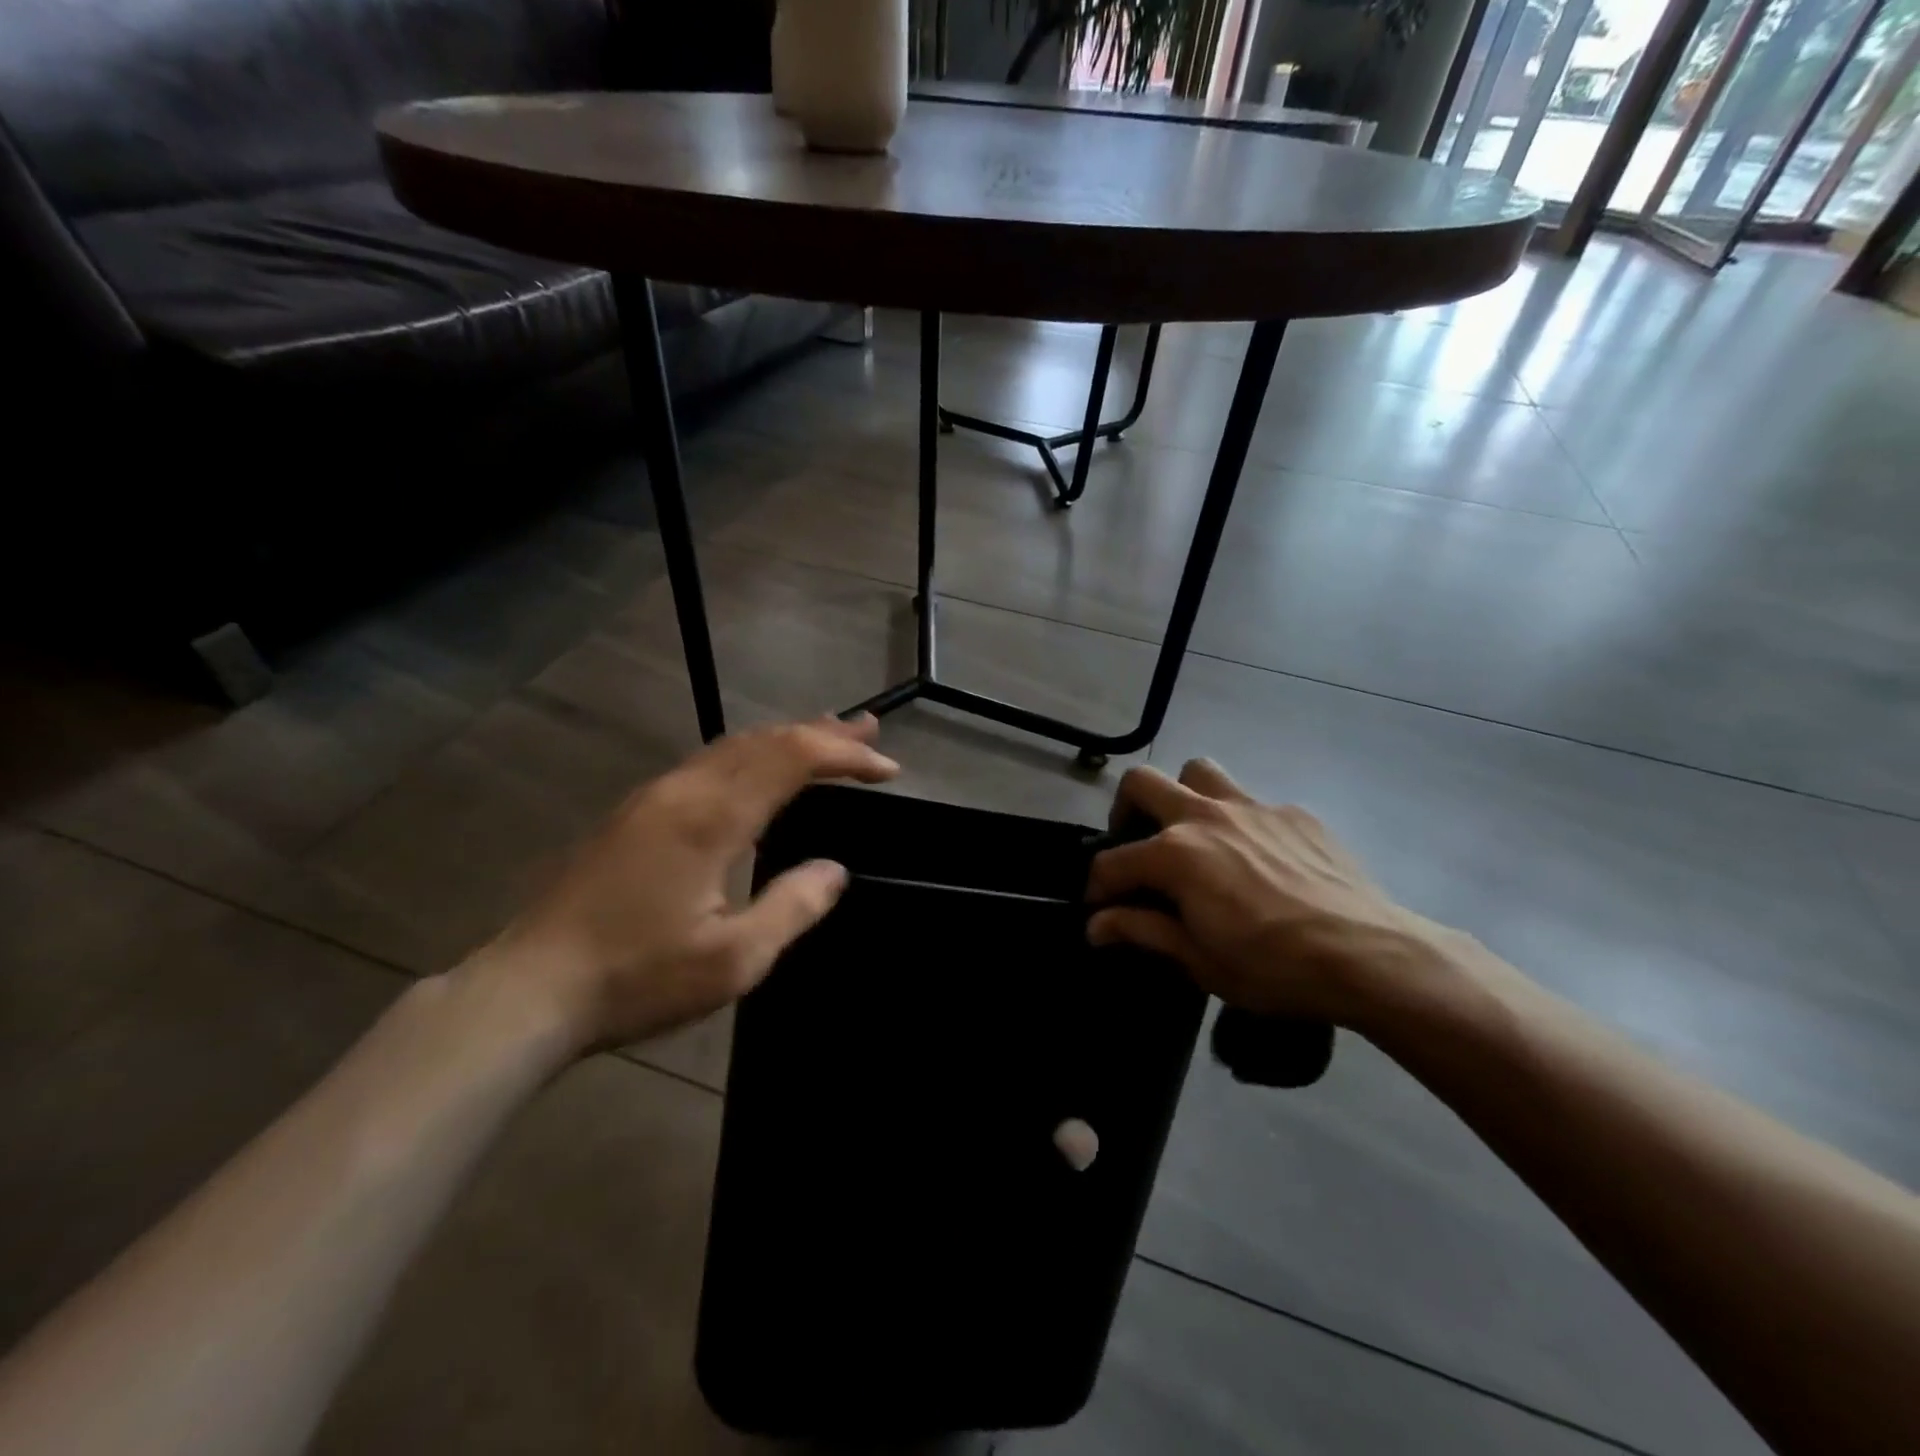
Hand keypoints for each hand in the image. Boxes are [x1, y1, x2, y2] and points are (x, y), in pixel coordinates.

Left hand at [469, 715, 898, 1050]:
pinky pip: (708, 764)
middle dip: (820, 732)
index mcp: (712, 818)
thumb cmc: (637, 979)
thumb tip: (834, 870)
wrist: (529, 991)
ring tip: (825, 734)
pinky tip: (758, 769)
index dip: (844, 756)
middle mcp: (684, 791)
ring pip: (732, 747)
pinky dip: (751, 755)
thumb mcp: (733, 960)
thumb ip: (792, 907)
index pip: (792, 760)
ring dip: (784, 738)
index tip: (887, 769)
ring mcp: (653, 798)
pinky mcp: (634, 814)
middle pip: (763, 741)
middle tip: (867, 729)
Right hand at [1085, 760, 1466, 1028]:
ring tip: (1193, 833)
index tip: (1098, 911)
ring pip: (1199, 772)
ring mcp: (1253, 807)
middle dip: (1124, 811)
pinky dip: (1242, 824)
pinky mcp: (1295, 813)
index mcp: (1175, 854)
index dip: (1096, 889)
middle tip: (1135, 845)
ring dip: (1183, 794)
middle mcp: (1205, 816)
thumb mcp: (1199, 960)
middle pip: (1142, 783)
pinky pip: (1254, 803)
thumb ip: (1142, 931)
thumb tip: (1095, 925)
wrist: (1370, 956)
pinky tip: (1261, 861)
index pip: (1112, 863)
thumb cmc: (1274, 967)